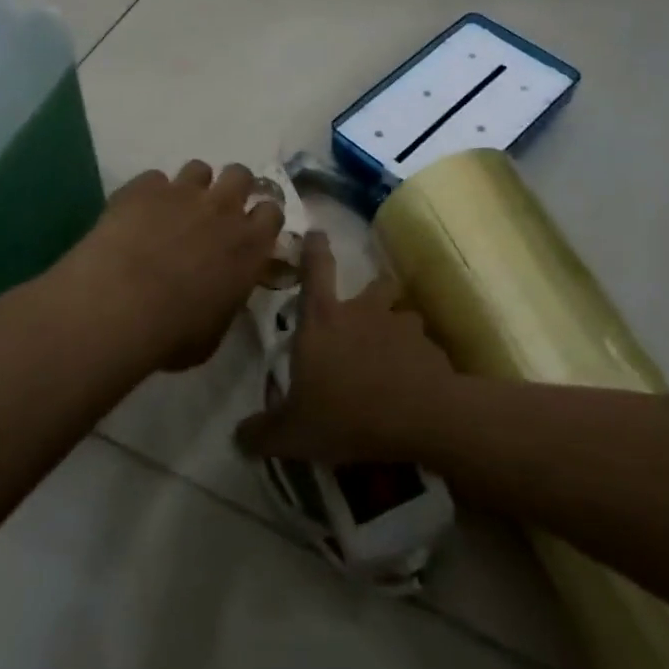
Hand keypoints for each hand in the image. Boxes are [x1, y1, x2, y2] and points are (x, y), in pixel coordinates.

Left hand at [71, 161, 284, 371]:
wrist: (119, 306)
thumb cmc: (173, 332)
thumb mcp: (215, 330)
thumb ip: (227, 298)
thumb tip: (222, 292)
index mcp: (249, 245)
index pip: (272, 212)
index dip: (260, 217)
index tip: (249, 229)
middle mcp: (223, 208)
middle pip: (240, 175)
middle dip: (231, 187)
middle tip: (215, 211)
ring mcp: (183, 192)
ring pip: (199, 168)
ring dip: (192, 186)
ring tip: (174, 209)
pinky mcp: (144, 186)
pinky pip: (153, 178)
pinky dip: (149, 194)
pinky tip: (136, 215)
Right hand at [235, 231, 458, 464]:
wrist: (419, 417)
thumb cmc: (346, 413)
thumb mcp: (294, 432)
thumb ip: (264, 432)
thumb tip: (238, 437)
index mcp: (323, 319)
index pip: (316, 268)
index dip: (314, 247)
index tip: (317, 232)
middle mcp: (363, 311)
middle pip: (373, 284)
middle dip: (372, 293)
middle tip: (367, 316)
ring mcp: (401, 325)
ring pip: (402, 315)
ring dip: (398, 329)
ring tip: (394, 356)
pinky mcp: (431, 348)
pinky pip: (423, 348)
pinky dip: (419, 361)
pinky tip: (415, 386)